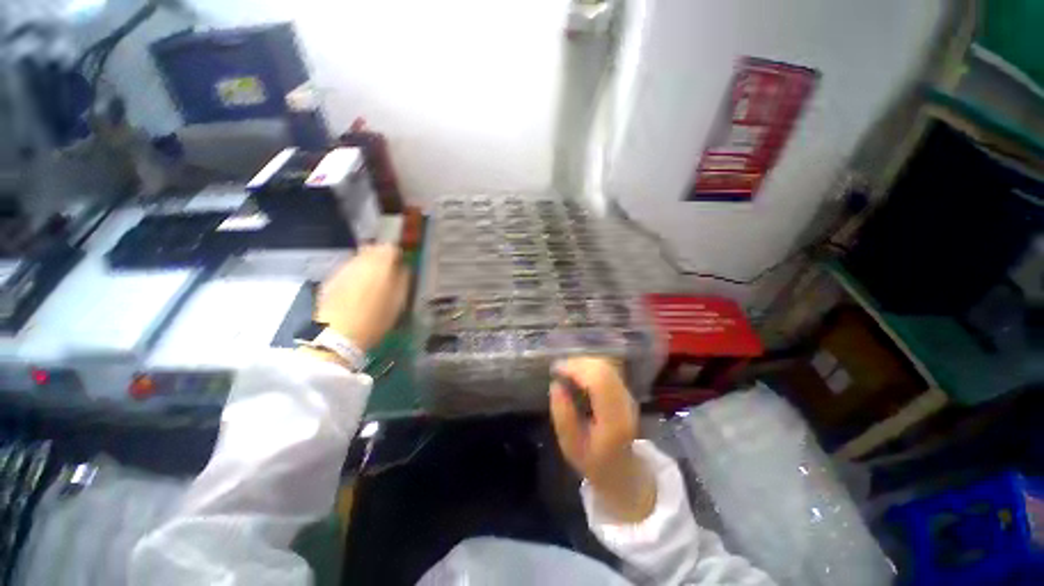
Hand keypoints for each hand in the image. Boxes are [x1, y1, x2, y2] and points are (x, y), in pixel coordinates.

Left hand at [316, 245, 408, 350]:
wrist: (337, 334)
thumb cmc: (376, 319)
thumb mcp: (399, 301)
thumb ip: (403, 280)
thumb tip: (404, 268)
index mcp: (380, 264)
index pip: (391, 247)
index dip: (397, 255)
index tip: (401, 266)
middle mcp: (360, 261)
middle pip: (372, 248)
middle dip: (381, 257)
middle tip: (387, 272)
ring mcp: (343, 269)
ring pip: (358, 258)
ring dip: (367, 265)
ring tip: (372, 282)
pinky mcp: (330, 279)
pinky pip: (347, 269)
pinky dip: (354, 274)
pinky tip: (356, 290)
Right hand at [550, 357, 655, 522]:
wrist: (623, 470)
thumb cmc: (593, 460)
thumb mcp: (570, 446)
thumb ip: (563, 416)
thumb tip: (556, 384)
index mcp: (614, 421)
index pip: (599, 381)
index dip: (576, 369)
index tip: (555, 370)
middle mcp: (626, 403)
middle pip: (603, 369)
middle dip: (577, 363)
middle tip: (558, 370)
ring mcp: (628, 395)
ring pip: (606, 365)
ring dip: (583, 363)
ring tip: (565, 371)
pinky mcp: (625, 390)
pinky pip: (606, 369)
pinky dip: (589, 367)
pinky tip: (577, 374)